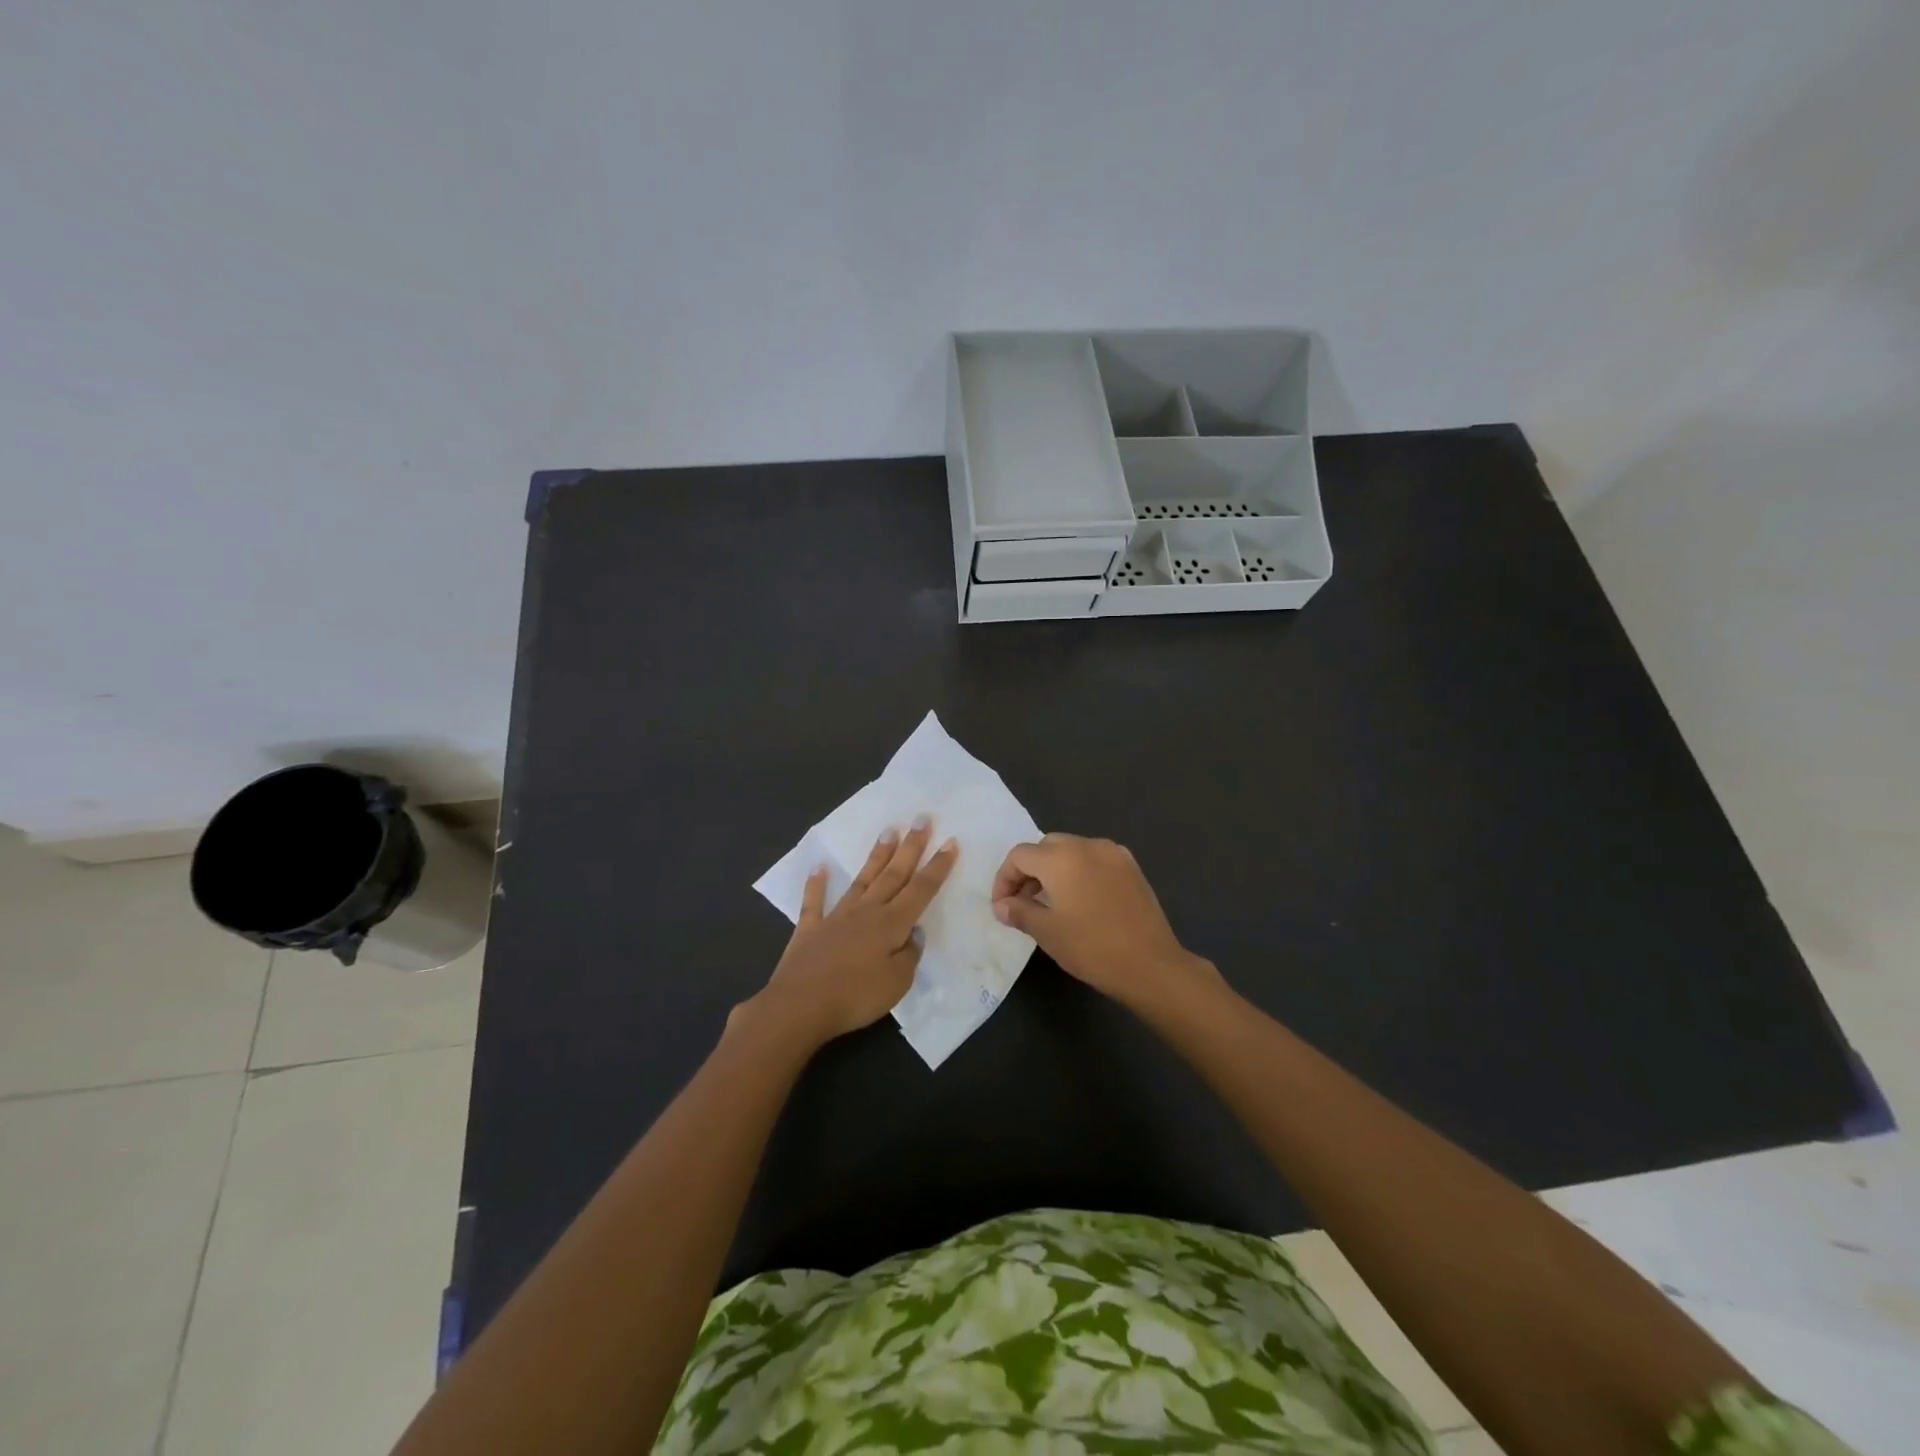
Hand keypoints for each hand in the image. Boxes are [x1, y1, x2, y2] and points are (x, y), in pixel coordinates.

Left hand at [749, 816, 957, 1048]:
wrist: (799, 1006)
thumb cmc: (855, 997)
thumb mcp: (898, 983)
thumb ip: (909, 955)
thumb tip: (912, 933)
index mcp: (891, 924)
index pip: (921, 890)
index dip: (937, 867)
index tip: (950, 841)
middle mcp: (866, 912)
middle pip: (894, 874)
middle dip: (910, 847)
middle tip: (921, 819)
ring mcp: (836, 917)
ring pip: (862, 880)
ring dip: (876, 856)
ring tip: (888, 831)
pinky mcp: (810, 929)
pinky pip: (814, 902)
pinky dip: (816, 884)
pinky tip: (819, 868)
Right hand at [991, 833, 1219, 1010]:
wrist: (1151, 965)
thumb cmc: (1091, 947)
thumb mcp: (1047, 932)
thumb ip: (1019, 911)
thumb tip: (1002, 905)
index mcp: (1060, 857)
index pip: (1019, 855)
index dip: (1004, 879)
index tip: (1003, 906)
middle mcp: (1086, 845)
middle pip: (1045, 847)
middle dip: (1029, 871)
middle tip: (1023, 902)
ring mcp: (1113, 853)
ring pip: (1072, 850)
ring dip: (1054, 870)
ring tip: (1051, 903)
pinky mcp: (1131, 867)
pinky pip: (1095, 859)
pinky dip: (1080, 871)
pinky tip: (1082, 900)